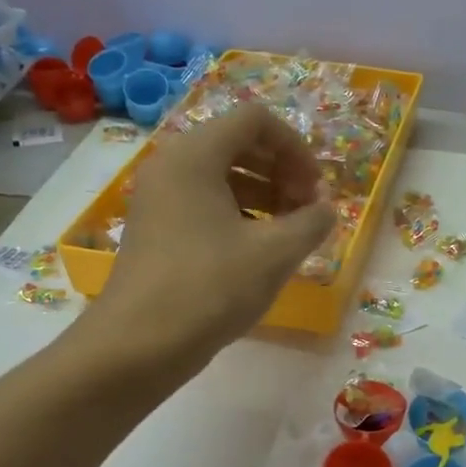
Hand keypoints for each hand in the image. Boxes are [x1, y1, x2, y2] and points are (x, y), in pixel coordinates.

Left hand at [96, 106, 336, 372]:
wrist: (138, 345)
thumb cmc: (210, 288)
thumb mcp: (275, 253)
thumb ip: (312, 221)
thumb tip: (326, 209)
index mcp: (195, 154)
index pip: (256, 120)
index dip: (296, 147)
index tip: (315, 189)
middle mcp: (172, 164)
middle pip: (239, 143)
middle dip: (282, 170)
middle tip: (306, 210)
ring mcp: (159, 197)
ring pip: (223, 175)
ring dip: (264, 194)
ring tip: (290, 232)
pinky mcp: (156, 228)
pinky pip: (205, 202)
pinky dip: (239, 213)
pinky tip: (260, 250)